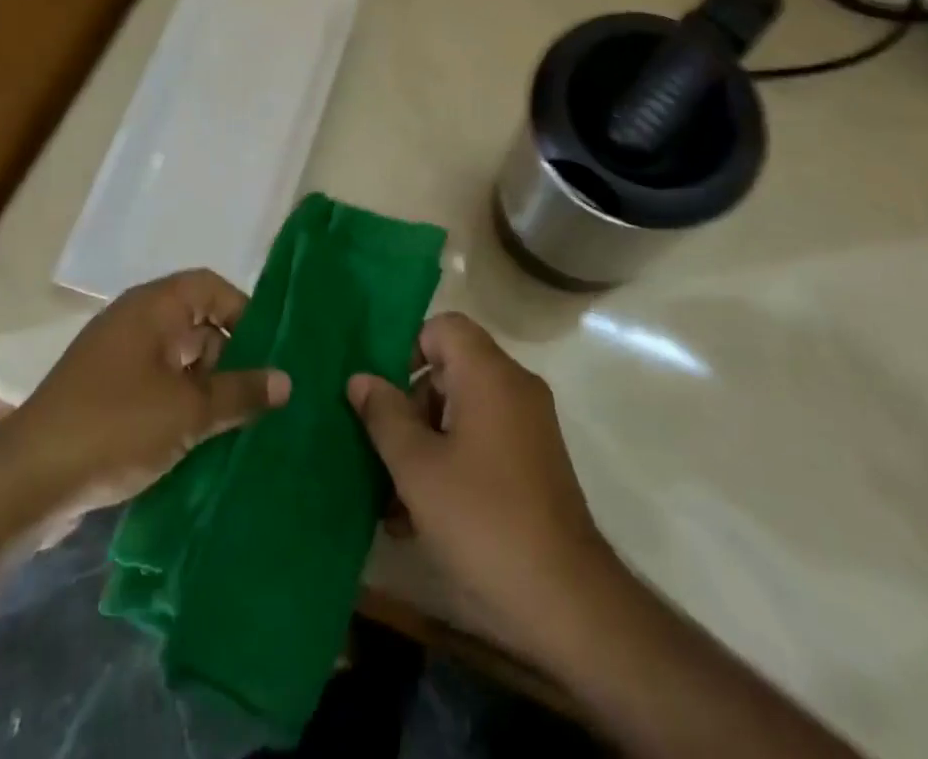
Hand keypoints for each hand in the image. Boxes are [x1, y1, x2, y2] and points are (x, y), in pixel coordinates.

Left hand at [0, 270, 288, 543]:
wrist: (24, 483)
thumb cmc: (114, 427)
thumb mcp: (188, 411)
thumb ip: (241, 392)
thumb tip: (287, 380)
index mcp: (153, 307)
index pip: (211, 286)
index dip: (244, 311)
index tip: (268, 351)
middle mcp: (134, 323)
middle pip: (197, 324)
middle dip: (230, 357)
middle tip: (259, 395)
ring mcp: (115, 360)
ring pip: (178, 361)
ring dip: (206, 388)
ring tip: (237, 424)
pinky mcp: (103, 396)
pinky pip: (156, 388)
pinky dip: (179, 406)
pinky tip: (200, 441)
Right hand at [347, 313, 610, 657]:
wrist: (567, 601)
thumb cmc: (483, 519)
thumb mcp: (417, 468)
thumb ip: (385, 416)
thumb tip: (360, 378)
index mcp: (490, 375)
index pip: (444, 327)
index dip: (408, 350)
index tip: (383, 395)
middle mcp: (514, 388)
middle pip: (450, 371)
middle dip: (409, 408)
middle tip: (382, 453)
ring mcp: (528, 427)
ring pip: (462, 412)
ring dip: (424, 445)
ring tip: (390, 500)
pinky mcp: (534, 463)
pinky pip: (482, 442)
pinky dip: (451, 463)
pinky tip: (417, 518)